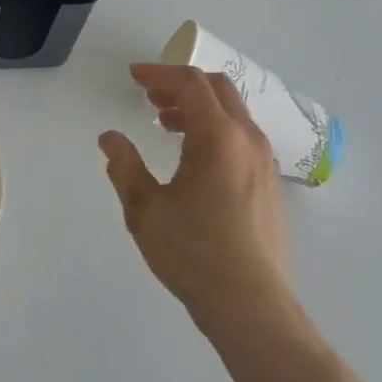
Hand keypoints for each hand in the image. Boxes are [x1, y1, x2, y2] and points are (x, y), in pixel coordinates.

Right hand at [100, 65, 292, 328]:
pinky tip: (195, 159)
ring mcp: (265, 162)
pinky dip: (216, 129)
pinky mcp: (271, 184)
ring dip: (199, 107)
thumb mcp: (145, 210)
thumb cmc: (194, 254)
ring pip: (232, 112)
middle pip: (216, 88)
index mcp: (218, 136)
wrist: (252, 308)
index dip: (159, 73)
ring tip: (168, 126)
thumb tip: (110, 138)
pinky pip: (242, 136)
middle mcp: (247, 139)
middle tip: (151, 98)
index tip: (134, 77)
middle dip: (181, 85)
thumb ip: (124, 166)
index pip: (190, 83)